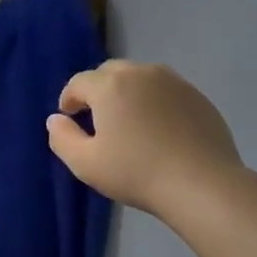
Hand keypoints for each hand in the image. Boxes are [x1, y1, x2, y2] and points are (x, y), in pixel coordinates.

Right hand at [46, 61, 243, 215]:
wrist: (201, 183)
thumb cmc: (135, 172)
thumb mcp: (85, 163)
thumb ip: (62, 137)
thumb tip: (55, 119)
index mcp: (110, 86)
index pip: (79, 82)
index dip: (69, 98)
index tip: (68, 117)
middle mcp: (141, 73)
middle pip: (110, 72)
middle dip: (97, 90)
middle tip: (95, 117)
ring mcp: (174, 82)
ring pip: (139, 77)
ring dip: (126, 92)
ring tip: (127, 120)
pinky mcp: (197, 96)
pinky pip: (165, 90)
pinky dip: (153, 101)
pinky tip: (156, 128)